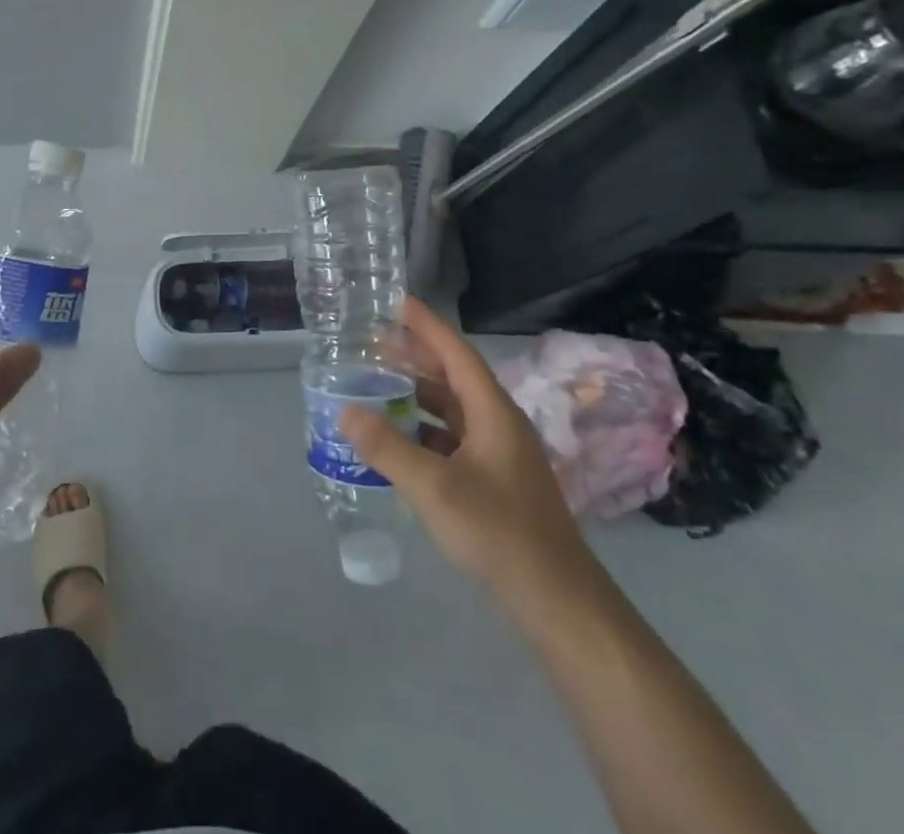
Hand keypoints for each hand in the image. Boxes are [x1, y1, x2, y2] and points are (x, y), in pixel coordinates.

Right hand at [341, 297, 598, 609]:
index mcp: (493, 413)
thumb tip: (344, 411)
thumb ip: (387, 448)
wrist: (558, 602)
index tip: (396, 300)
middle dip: (416, 356)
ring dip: (418, 393)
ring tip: (379, 383)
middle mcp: (499, 424)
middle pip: (454, 377)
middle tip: (373, 340)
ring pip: (453, 409)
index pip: (456, 353)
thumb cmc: (499, 533)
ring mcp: (500, 454)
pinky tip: (399, 438)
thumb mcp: (435, 488)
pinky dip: (424, 428)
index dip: (426, 325)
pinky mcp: (495, 481)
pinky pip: (453, 438)